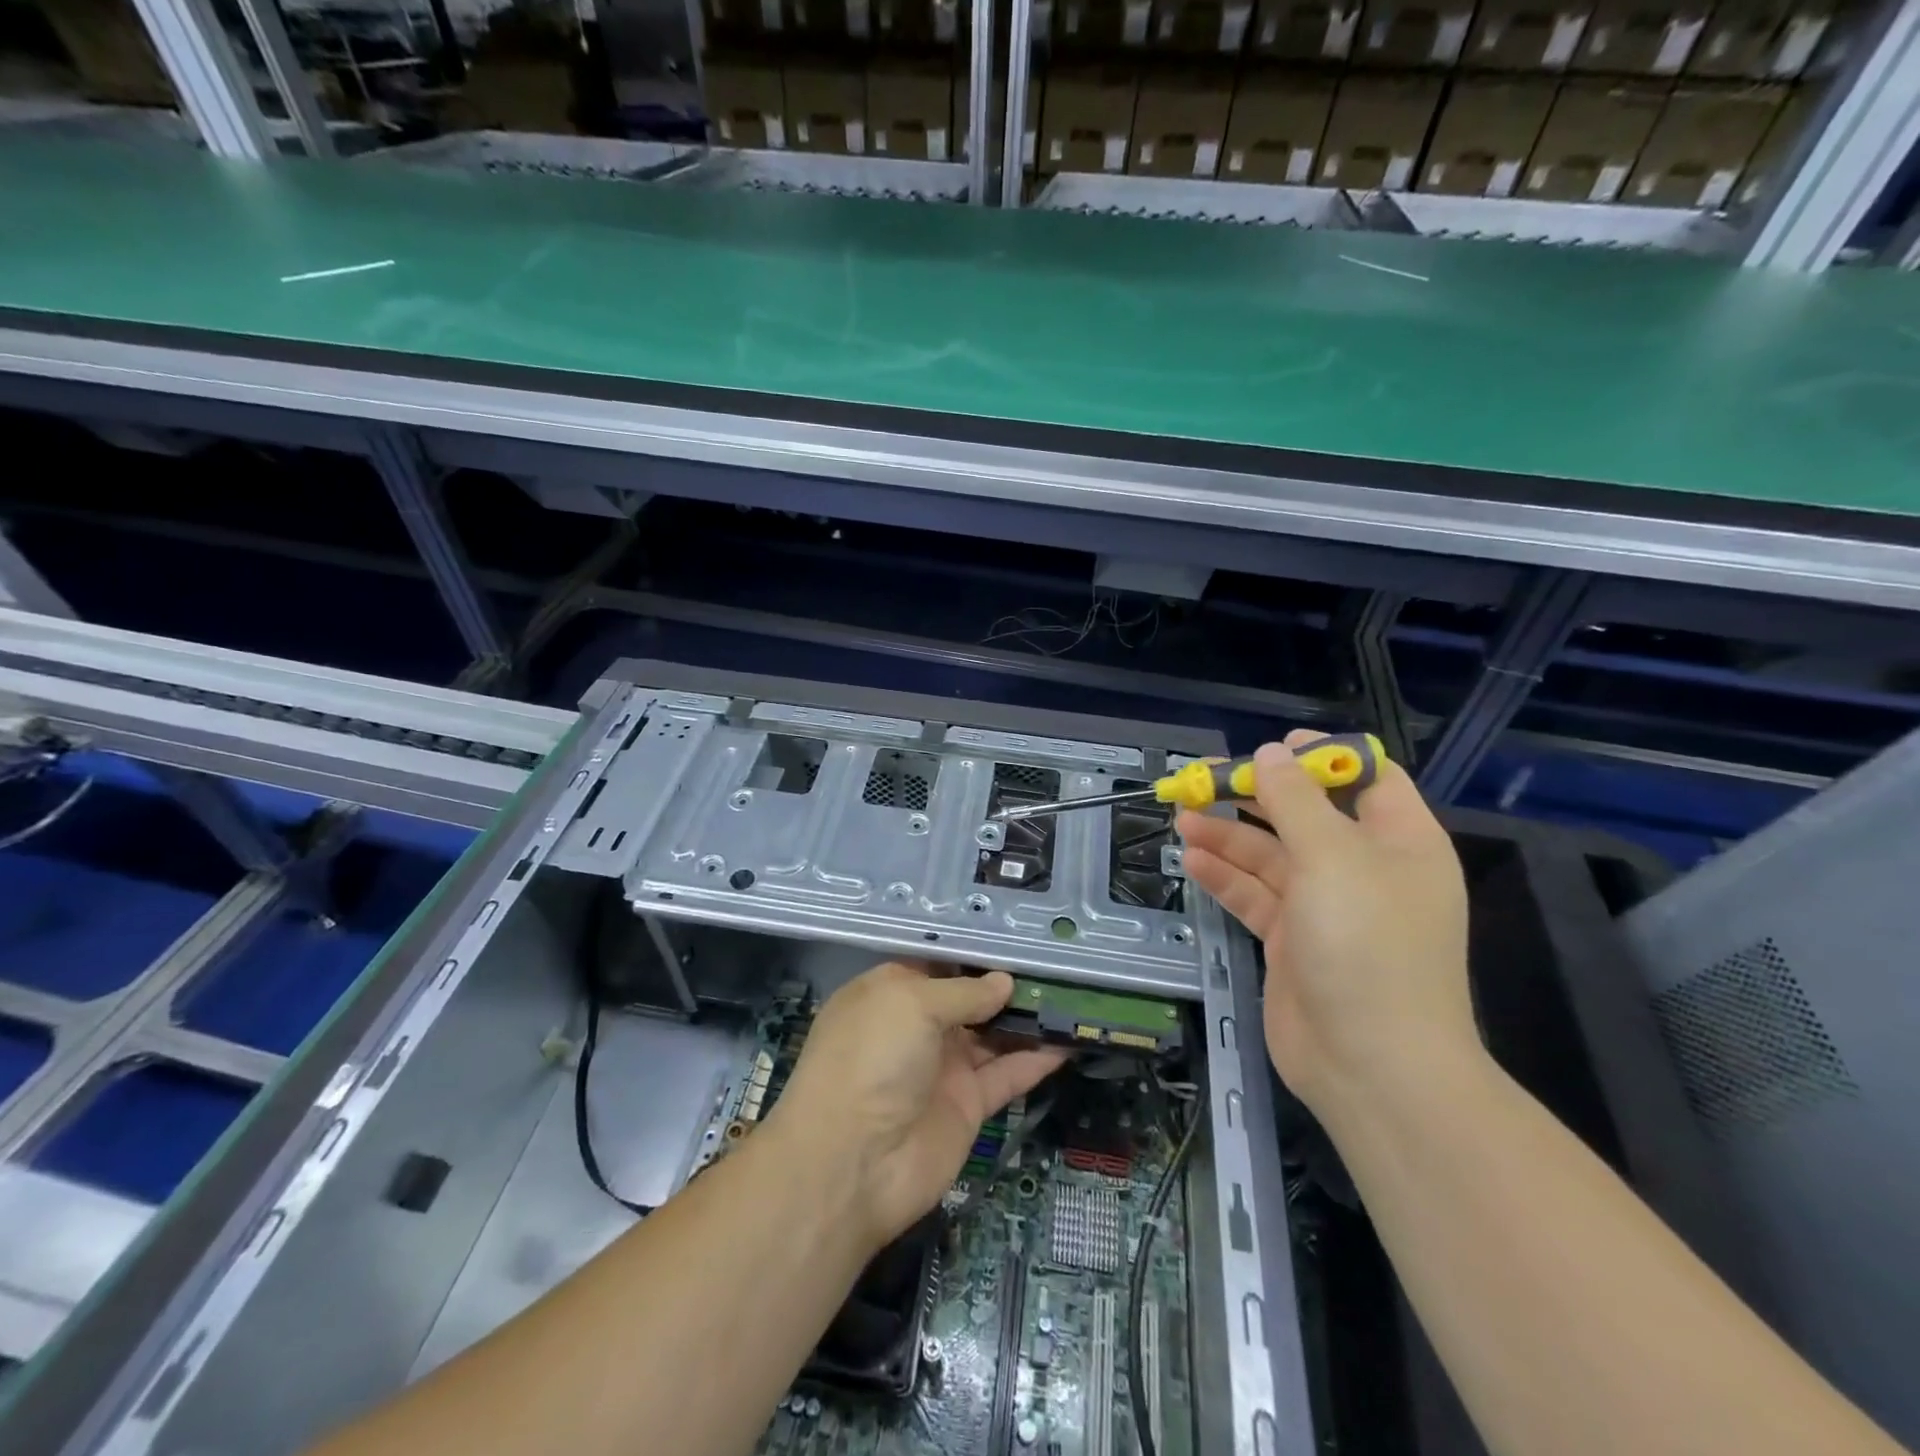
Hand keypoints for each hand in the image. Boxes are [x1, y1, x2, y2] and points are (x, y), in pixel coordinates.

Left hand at [769, 962, 1067, 1247]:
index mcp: (890, 993)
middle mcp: (916, 1027)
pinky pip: (1007, 1074)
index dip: (973, 953)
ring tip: (1073, 996)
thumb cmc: (872, 1059)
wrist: (852, 1164)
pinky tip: (1071, 1040)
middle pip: (969, 998)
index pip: (937, 964)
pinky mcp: (967, 1105)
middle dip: (1007, 984)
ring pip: (993, 1035)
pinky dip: (1037, 1059)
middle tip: (1057, 966)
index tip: (1017, 940)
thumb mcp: (911, 1004)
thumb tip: (1004, 981)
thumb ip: (964, 991)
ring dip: (1028, 1020)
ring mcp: (943, 1067)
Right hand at [1177, 731, 1478, 1125]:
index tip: (1270, 749)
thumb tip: (1271, 754)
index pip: (1368, 779)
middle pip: (1305, 815)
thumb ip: (1296, 801)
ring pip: (1271, 856)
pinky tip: (1191, 860)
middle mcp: (1364, 869)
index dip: (1322, 757)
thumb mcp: (1332, 858)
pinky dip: (1225, 877)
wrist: (1371, 1066)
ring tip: (1181, 815)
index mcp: (1399, 842)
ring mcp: (1326, 907)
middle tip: (1203, 778)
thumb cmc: (1366, 946)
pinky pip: (1255, 895)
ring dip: (1228, 835)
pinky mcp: (1293, 940)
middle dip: (1255, 795)